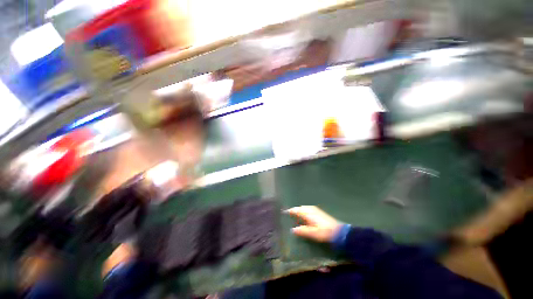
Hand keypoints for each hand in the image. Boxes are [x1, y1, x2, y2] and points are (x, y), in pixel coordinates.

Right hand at [286, 206, 341, 242]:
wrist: (339, 231)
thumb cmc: (324, 232)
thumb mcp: (312, 233)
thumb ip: (302, 231)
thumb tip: (292, 230)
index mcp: (308, 213)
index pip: (296, 210)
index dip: (290, 211)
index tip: (283, 212)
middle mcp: (311, 209)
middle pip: (300, 208)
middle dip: (294, 210)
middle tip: (288, 214)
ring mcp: (315, 210)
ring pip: (304, 208)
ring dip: (299, 210)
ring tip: (294, 215)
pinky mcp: (319, 212)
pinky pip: (308, 209)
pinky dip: (303, 211)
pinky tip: (304, 216)